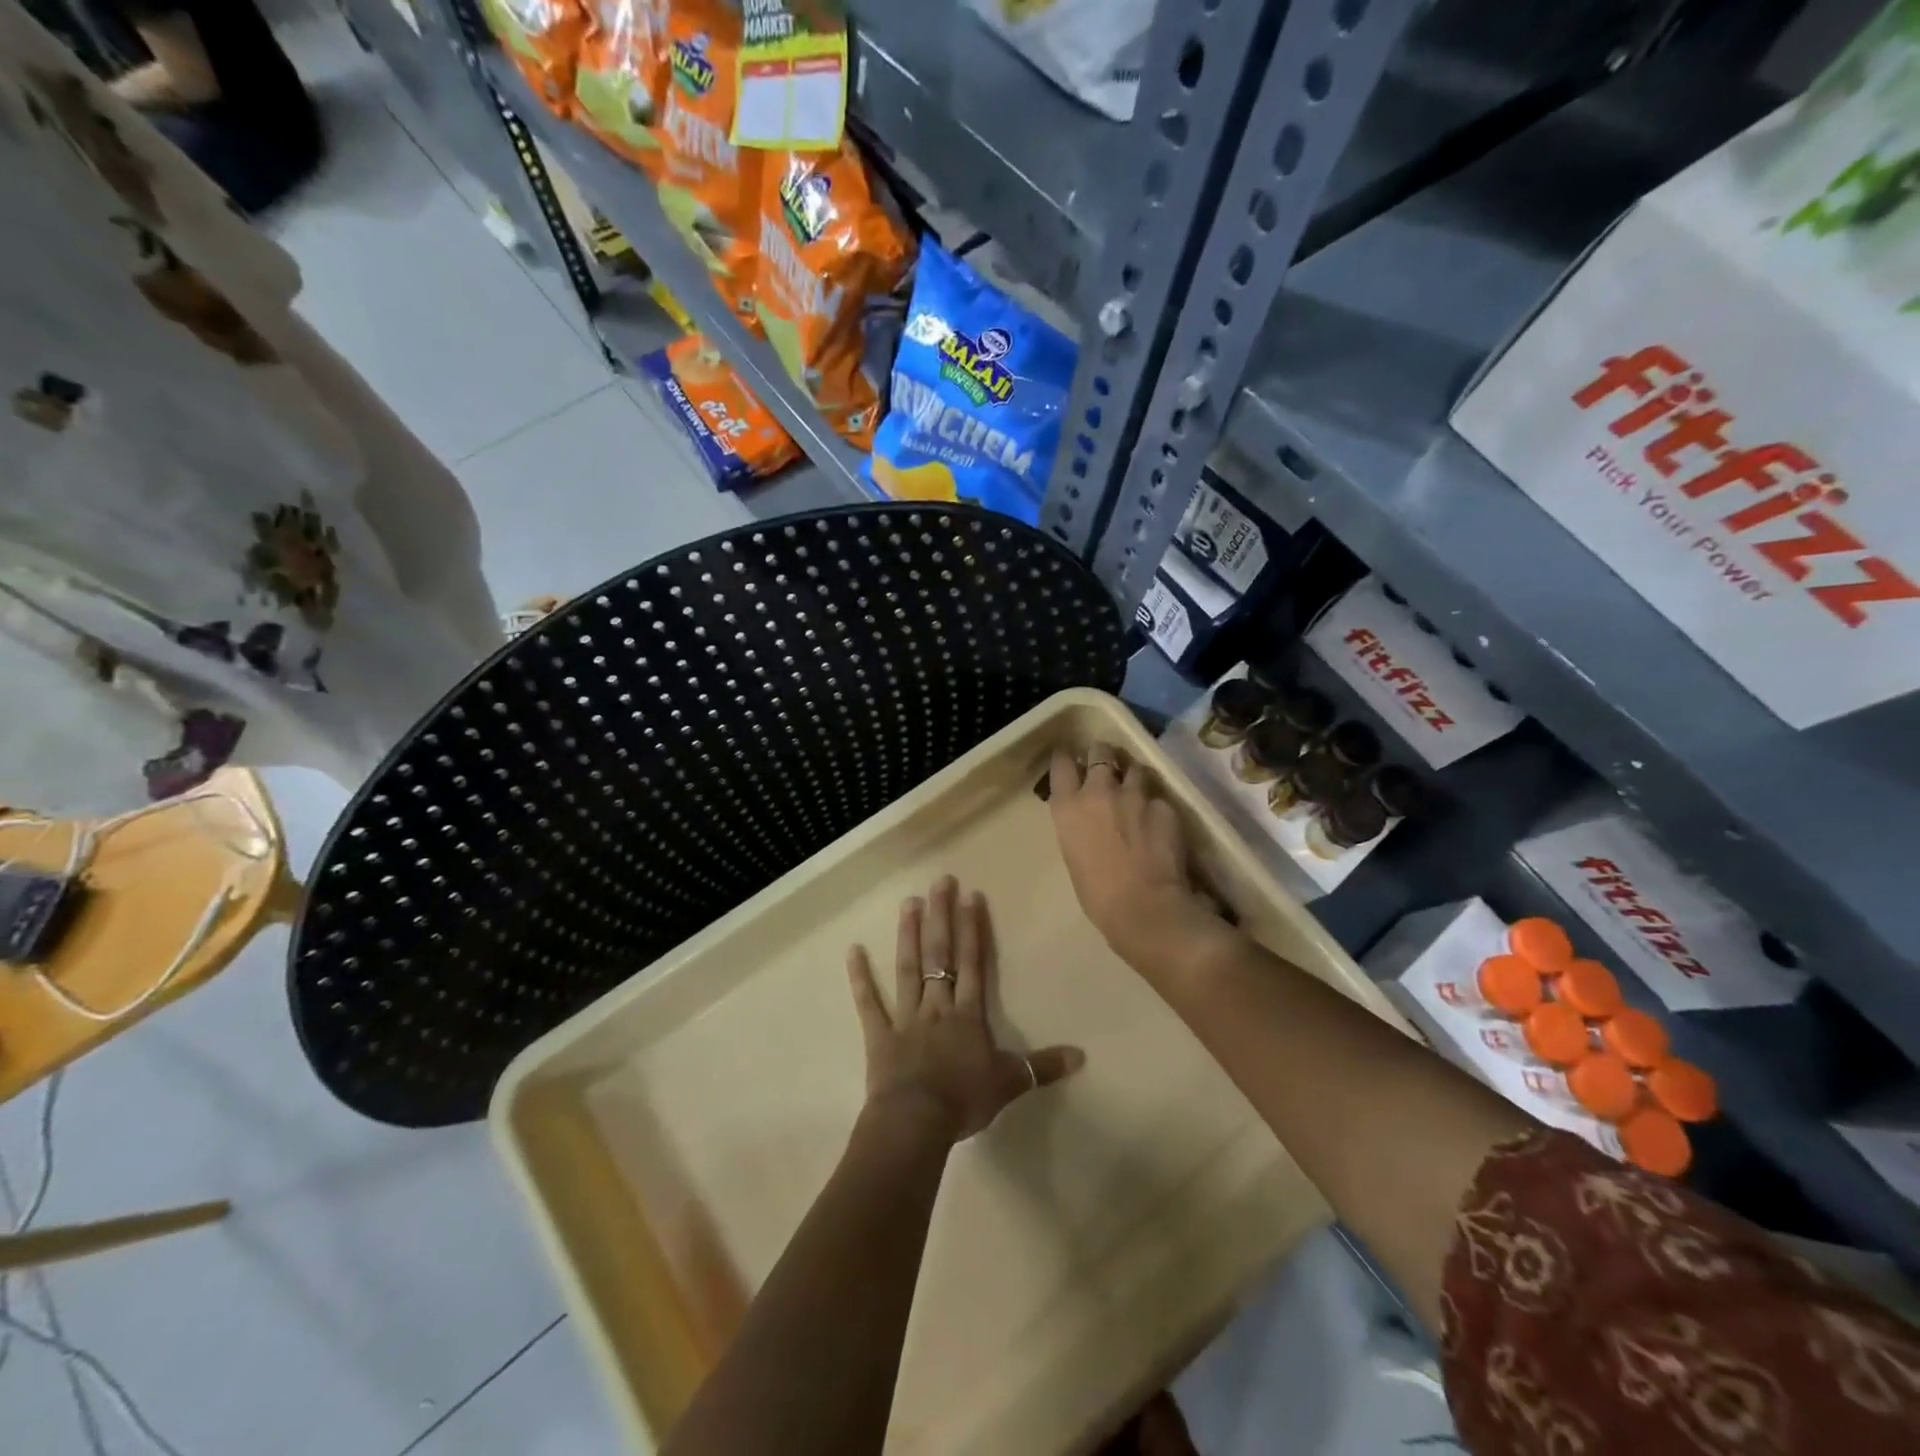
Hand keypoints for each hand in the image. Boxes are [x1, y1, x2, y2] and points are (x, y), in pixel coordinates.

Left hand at [847, 876, 1083, 1143]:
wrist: (917, 1122)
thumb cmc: (964, 1100)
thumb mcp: (1010, 1083)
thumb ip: (1043, 1066)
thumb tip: (1082, 1056)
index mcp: (968, 1014)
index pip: (972, 962)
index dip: (973, 929)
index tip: (971, 896)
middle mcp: (937, 1006)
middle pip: (939, 955)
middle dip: (941, 917)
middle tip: (940, 881)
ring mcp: (906, 1018)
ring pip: (907, 969)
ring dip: (907, 935)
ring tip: (908, 902)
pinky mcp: (879, 1036)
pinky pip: (869, 1003)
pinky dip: (860, 978)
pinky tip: (852, 951)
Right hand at [1047, 742, 1229, 977]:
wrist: (1144, 908)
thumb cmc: (1098, 895)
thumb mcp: (1074, 854)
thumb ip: (1079, 825)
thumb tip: (1090, 819)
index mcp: (1067, 807)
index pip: (1061, 763)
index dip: (1066, 757)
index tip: (1070, 756)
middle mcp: (1098, 791)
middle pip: (1100, 752)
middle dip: (1103, 754)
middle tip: (1107, 763)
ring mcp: (1134, 794)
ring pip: (1134, 767)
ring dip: (1133, 774)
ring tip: (1137, 786)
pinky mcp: (1164, 805)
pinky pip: (1158, 796)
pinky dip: (1157, 804)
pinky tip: (1160, 821)